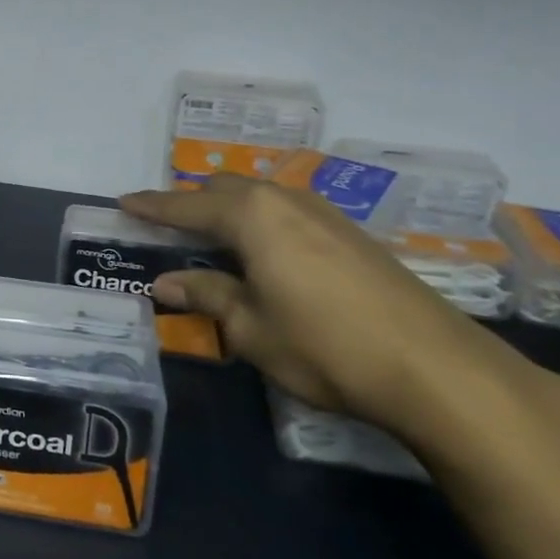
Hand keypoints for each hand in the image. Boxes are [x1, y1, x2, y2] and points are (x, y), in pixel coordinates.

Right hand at [118, 174, 543, 437]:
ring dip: (230, 210)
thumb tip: (166, 282)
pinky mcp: (352, 234)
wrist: (436, 368)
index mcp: (252, 216)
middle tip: (166, 226)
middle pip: (226, 189)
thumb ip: (206, 295)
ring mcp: (324, 214)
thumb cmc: (324, 347)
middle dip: (192, 203)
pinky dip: (262, 222)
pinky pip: (288, 212)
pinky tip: (266, 252)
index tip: (123, 203)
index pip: (187, 206)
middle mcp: (286, 201)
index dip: (152, 207)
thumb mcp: (251, 328)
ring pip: (261, 197)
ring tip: (212, 238)